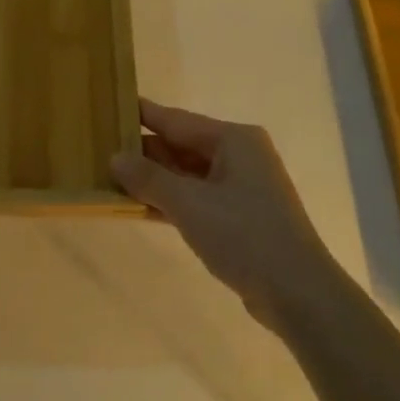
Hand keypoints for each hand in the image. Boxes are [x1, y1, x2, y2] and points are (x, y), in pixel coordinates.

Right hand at [111, 98, 336, 325]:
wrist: (299, 294)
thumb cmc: (245, 236)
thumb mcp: (189, 204)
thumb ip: (149, 178)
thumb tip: (115, 157)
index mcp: (234, 139)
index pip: (176, 120)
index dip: (142, 115)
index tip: (110, 106)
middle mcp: (240, 155)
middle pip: (182, 145)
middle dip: (144, 151)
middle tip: (100, 149)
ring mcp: (241, 187)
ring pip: (187, 174)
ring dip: (154, 179)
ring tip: (111, 177)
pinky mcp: (240, 217)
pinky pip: (196, 197)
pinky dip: (170, 201)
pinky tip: (139, 208)